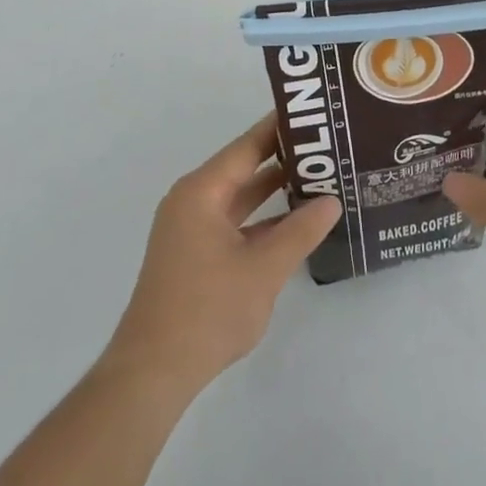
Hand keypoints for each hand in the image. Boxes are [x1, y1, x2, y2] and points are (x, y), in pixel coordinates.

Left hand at [107, 114, 341, 397]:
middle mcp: (193, 201)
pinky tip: (295, 223)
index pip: (247, 146)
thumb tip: (331, 201)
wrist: (154, 371)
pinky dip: (262, 220)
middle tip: (327, 146)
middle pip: (243, 168)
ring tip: (319, 178)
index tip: (313, 113)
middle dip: (283, 159)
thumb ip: (300, 232)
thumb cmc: (207, 310)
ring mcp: (192, 229)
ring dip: (274, 192)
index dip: (279, 128)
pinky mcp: (195, 254)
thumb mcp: (263, 269)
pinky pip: (234, 223)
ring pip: (240, 198)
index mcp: (201, 191)